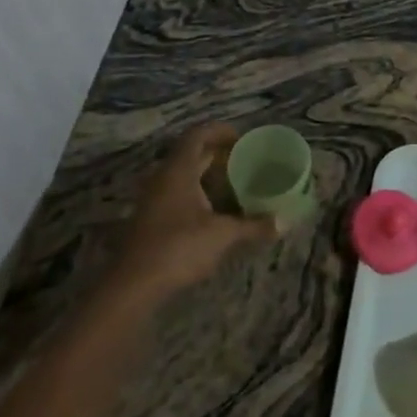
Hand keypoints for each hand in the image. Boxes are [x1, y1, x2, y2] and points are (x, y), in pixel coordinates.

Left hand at [104, 125, 275, 303]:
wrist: (133, 285)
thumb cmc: (179, 247)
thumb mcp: (222, 235)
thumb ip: (253, 226)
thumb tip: (283, 222)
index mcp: (178, 170)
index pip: (197, 135)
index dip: (219, 131)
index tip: (241, 137)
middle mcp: (163, 178)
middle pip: (189, 153)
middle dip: (216, 153)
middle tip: (243, 159)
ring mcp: (153, 199)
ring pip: (182, 175)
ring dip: (205, 174)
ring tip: (233, 182)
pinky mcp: (150, 219)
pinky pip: (176, 193)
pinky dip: (196, 193)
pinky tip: (214, 210)